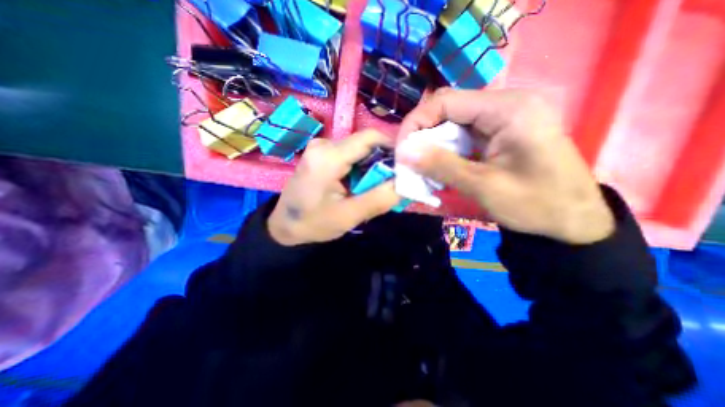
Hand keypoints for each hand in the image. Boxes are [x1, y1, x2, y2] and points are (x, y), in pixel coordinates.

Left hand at [267, 130, 402, 245]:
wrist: (284, 226)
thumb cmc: (313, 223)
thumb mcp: (349, 215)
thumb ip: (380, 198)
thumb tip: (405, 182)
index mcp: (329, 156)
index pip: (371, 137)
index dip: (392, 148)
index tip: (403, 168)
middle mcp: (324, 144)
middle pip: (365, 144)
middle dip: (381, 162)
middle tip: (386, 185)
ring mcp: (320, 148)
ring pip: (358, 150)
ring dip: (370, 167)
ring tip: (371, 189)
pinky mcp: (320, 154)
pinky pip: (349, 156)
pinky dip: (359, 169)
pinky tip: (357, 185)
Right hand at [396, 89, 610, 244]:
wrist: (573, 222)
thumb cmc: (536, 205)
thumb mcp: (483, 187)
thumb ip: (441, 166)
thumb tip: (403, 152)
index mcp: (508, 109)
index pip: (445, 101)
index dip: (416, 122)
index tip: (402, 150)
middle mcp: (505, 104)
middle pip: (447, 110)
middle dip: (423, 136)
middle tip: (410, 162)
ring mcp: (502, 118)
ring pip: (452, 123)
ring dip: (433, 145)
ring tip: (422, 168)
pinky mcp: (499, 132)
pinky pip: (462, 135)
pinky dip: (446, 151)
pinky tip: (441, 167)